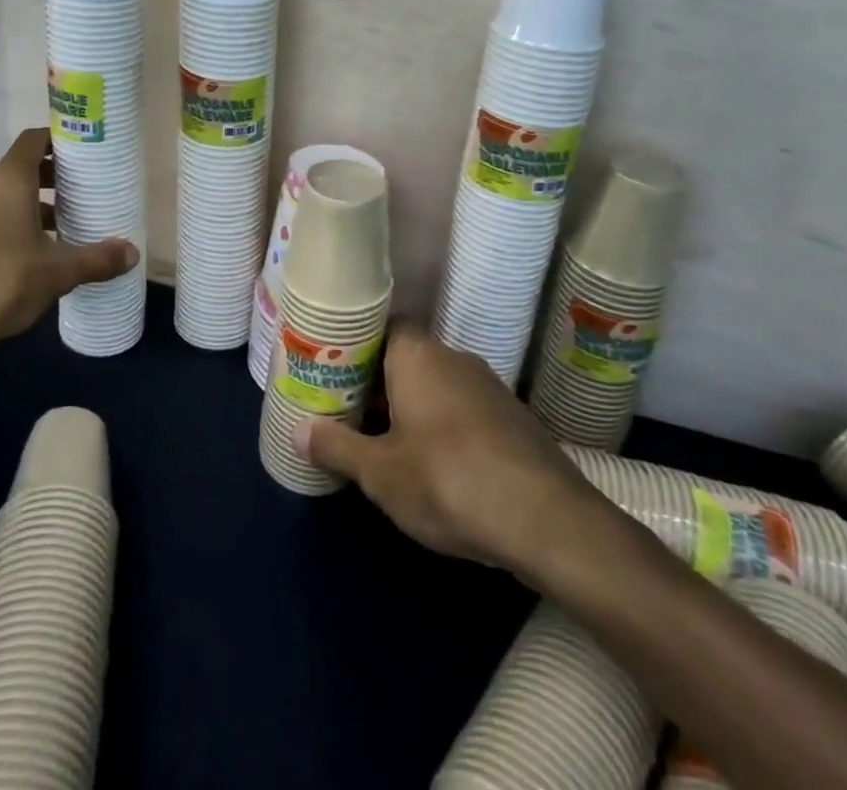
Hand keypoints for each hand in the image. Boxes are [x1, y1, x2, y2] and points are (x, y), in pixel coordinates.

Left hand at [0, 128, 136, 358]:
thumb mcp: (56, 274)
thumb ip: (96, 260)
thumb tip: (132, 253)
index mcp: (8, 180)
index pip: (34, 140)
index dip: (60, 139)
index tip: (86, 150)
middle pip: (22, 167)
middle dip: (53, 176)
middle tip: (84, 190)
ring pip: (4, 193)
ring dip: (33, 203)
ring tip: (63, 225)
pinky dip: (11, 220)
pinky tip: (30, 252)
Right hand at [296, 326, 617, 578]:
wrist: (548, 521)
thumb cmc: (448, 480)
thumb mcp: (380, 473)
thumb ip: (337, 446)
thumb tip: (298, 430)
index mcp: (418, 354)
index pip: (383, 324)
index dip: (358, 344)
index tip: (334, 369)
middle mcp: (454, 358)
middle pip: (407, 357)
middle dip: (379, 383)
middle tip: (349, 410)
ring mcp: (490, 387)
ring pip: (436, 385)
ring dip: (412, 407)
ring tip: (384, 441)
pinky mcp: (514, 420)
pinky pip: (464, 410)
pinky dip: (444, 427)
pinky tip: (435, 465)